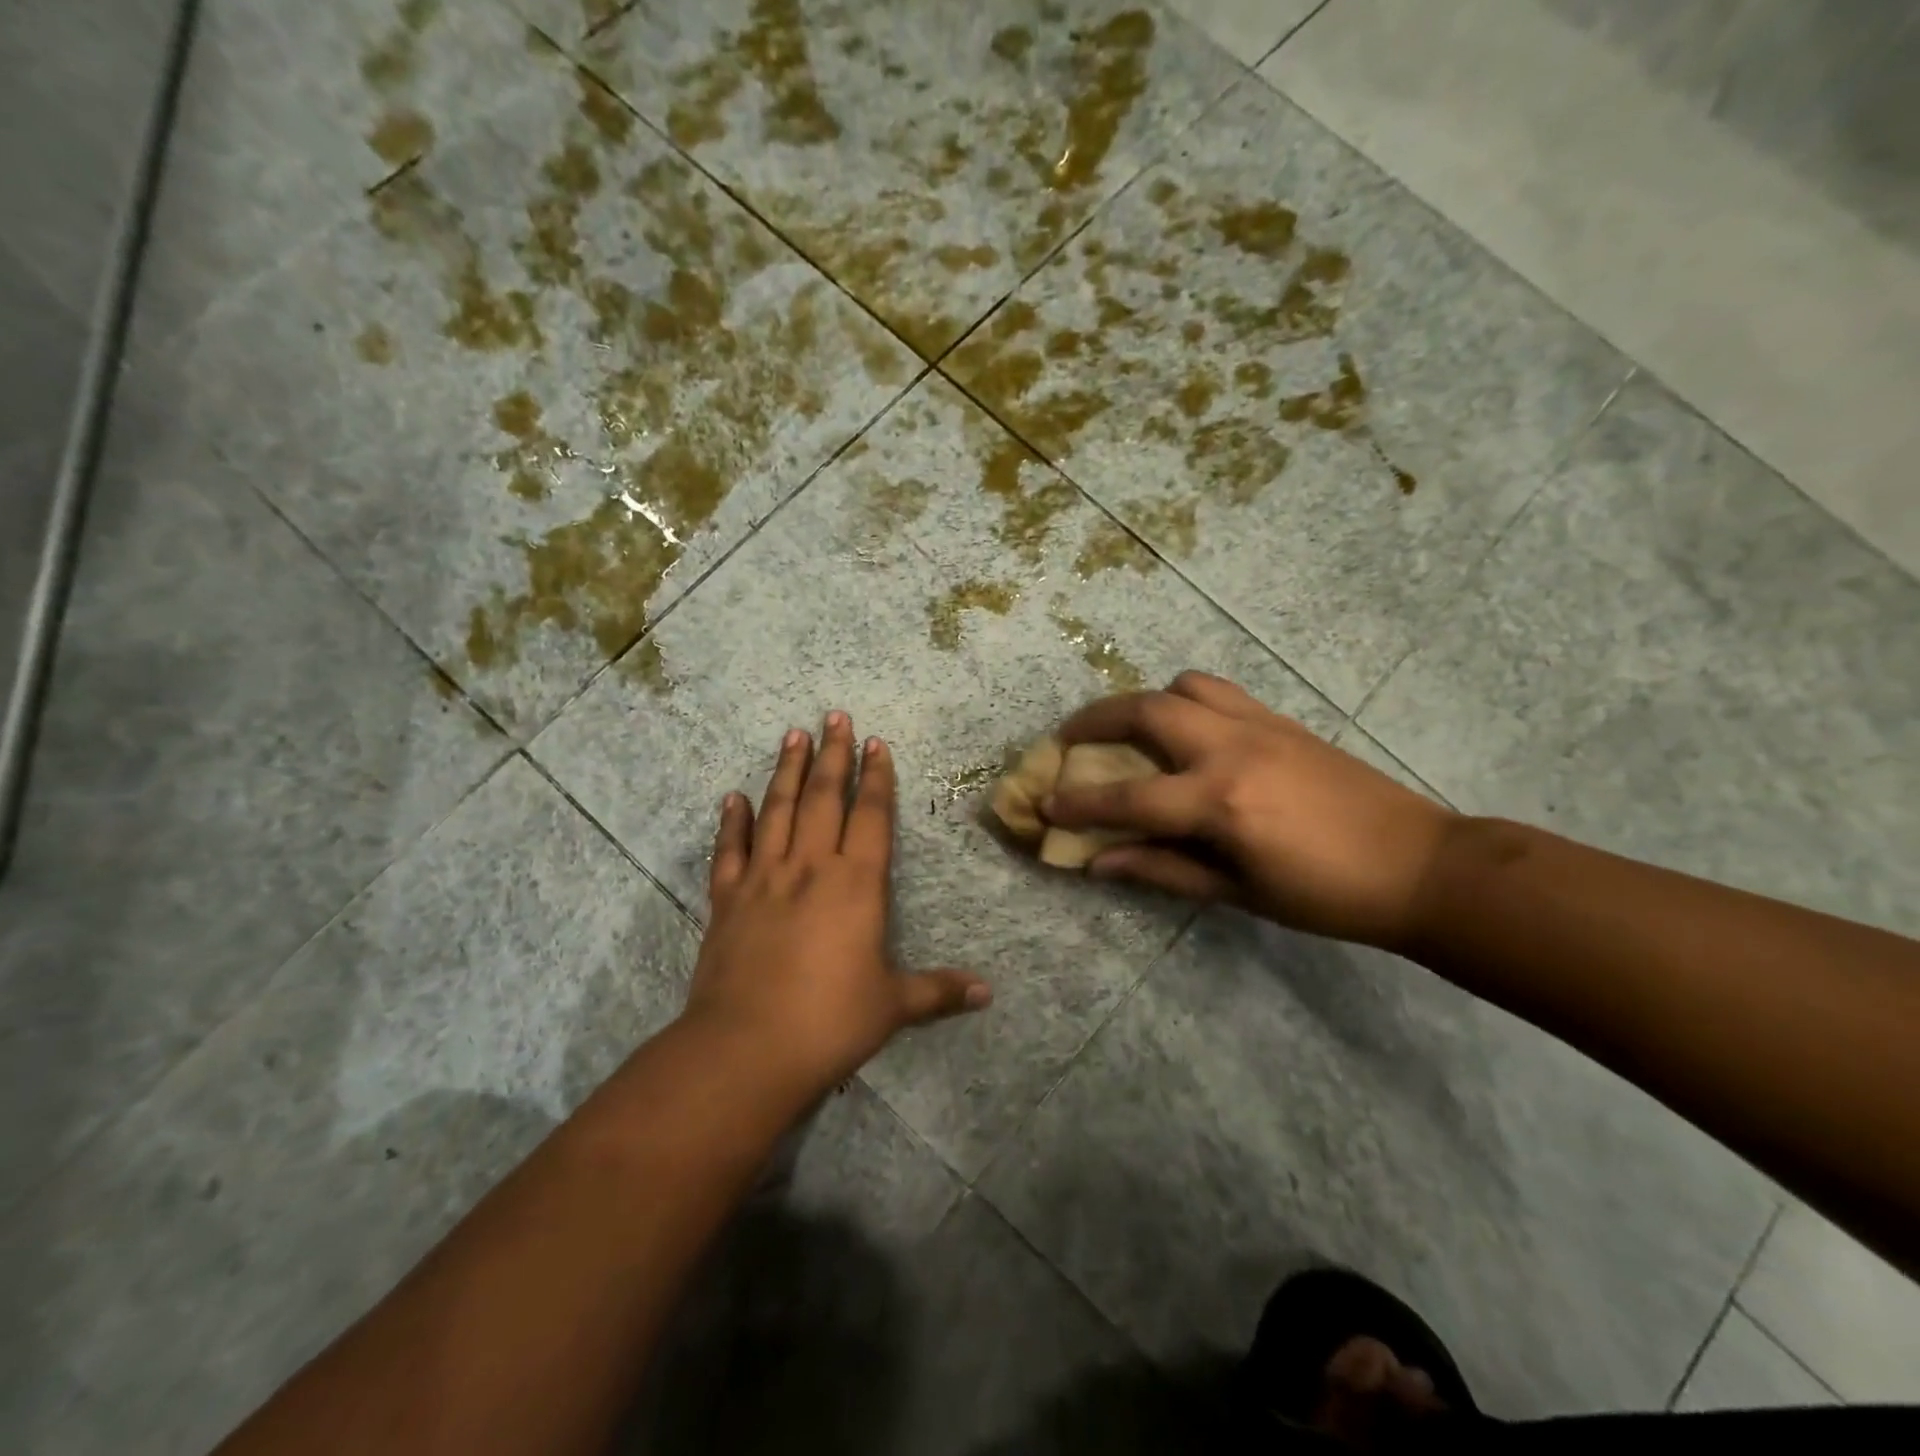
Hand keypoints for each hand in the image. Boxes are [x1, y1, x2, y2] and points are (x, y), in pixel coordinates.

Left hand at [680, 712, 991, 1098]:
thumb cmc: (831, 1021)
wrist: (747, 1047)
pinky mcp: (727, 899)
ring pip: (777, 810)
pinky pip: (730, 849)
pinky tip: (733, 796)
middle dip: (833, 755)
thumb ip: (939, 992)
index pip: (870, 816)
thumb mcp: (893, 1006)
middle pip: (823, 798)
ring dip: (786, 770)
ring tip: (793, 735)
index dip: (876, 777)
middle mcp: (810, 867)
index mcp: (856, 884)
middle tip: (834, 716)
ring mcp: (764, 879)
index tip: (876, 743)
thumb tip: (988, 993)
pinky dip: (732, 821)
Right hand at [1045, 672, 1457, 949]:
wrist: (1420, 865)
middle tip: (1068, 739)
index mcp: (1220, 801)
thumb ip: (1162, 869)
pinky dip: (1186, 699)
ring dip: (1143, 701)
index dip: (1079, 803)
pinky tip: (1186, 731)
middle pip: (1144, 711)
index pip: (1128, 798)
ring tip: (1128, 729)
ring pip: (1182, 686)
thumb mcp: (1238, 893)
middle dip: (1094, 720)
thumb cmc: (1325, 895)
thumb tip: (1098, 862)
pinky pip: (1219, 691)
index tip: (1043, 803)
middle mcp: (1231, 749)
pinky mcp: (1281, 719)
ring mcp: (1258, 725)